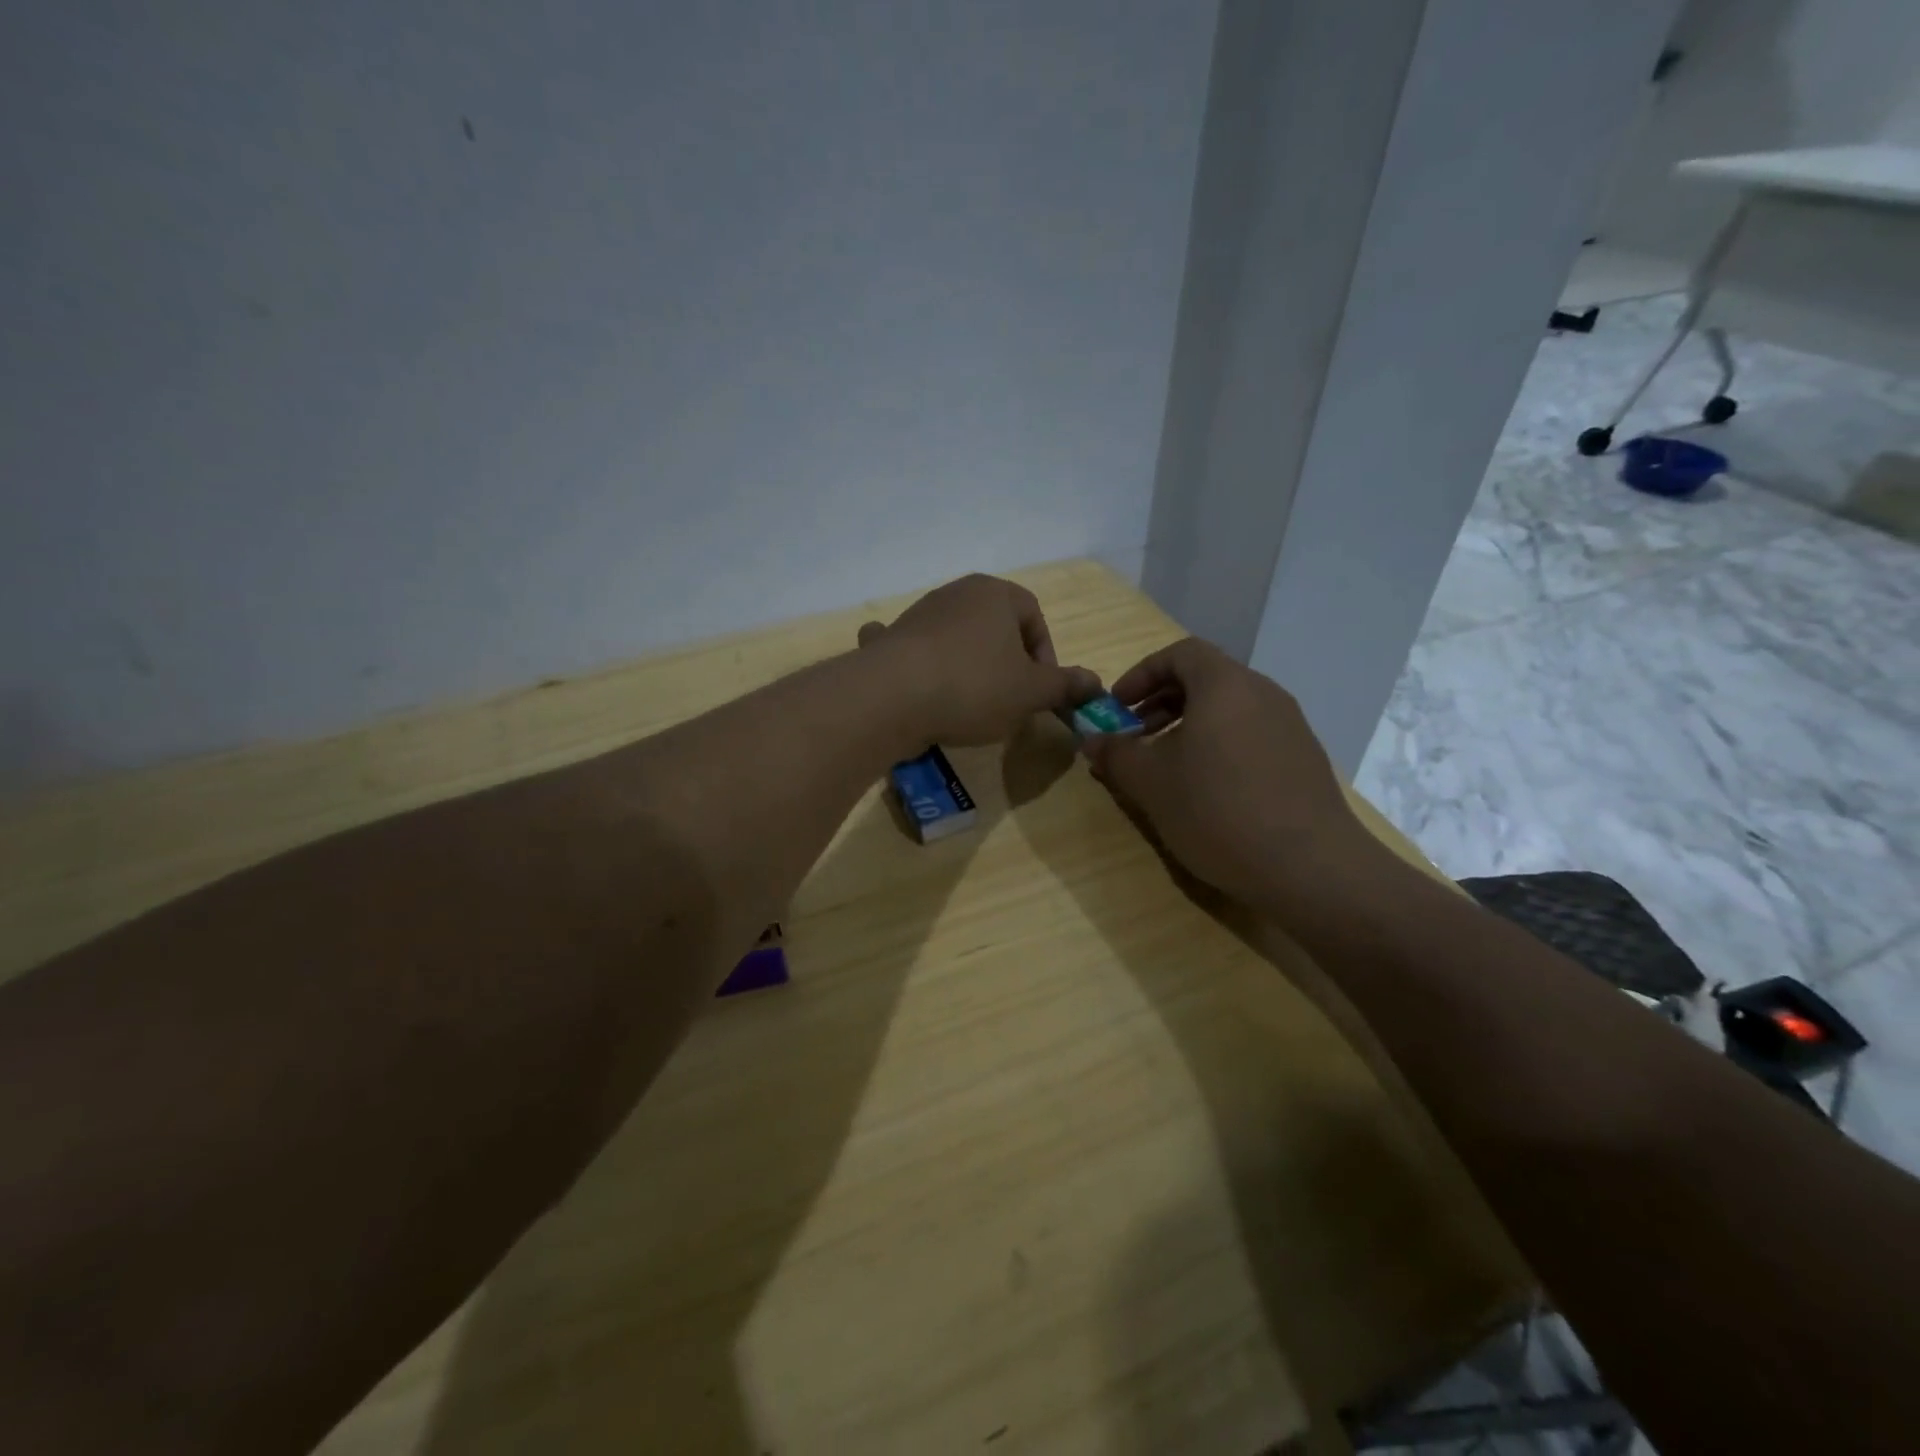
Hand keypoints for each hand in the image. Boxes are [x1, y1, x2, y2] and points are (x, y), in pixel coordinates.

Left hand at [859, 575, 1101, 747]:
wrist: (891, 696)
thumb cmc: (973, 686)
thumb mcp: (1031, 692)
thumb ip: (1064, 686)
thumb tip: (1095, 683)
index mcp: (995, 595)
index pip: (1034, 616)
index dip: (1045, 655)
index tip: (1041, 689)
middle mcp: (956, 594)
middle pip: (994, 626)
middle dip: (1007, 661)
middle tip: (1010, 699)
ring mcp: (918, 615)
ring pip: (956, 638)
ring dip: (969, 666)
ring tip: (970, 706)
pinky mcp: (890, 641)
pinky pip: (913, 648)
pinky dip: (919, 664)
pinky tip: (917, 685)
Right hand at [1082, 638, 1388, 910]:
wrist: (1309, 867)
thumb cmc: (1218, 810)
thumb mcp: (1151, 783)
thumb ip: (1116, 754)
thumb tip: (1092, 740)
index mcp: (1225, 685)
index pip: (1180, 653)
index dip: (1142, 674)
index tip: (1118, 706)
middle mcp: (1263, 693)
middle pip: (1205, 679)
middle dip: (1161, 702)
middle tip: (1135, 736)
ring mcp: (1290, 726)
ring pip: (1229, 709)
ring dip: (1189, 726)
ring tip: (1167, 767)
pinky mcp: (1304, 758)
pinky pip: (1251, 734)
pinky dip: (1220, 745)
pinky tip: (1209, 790)